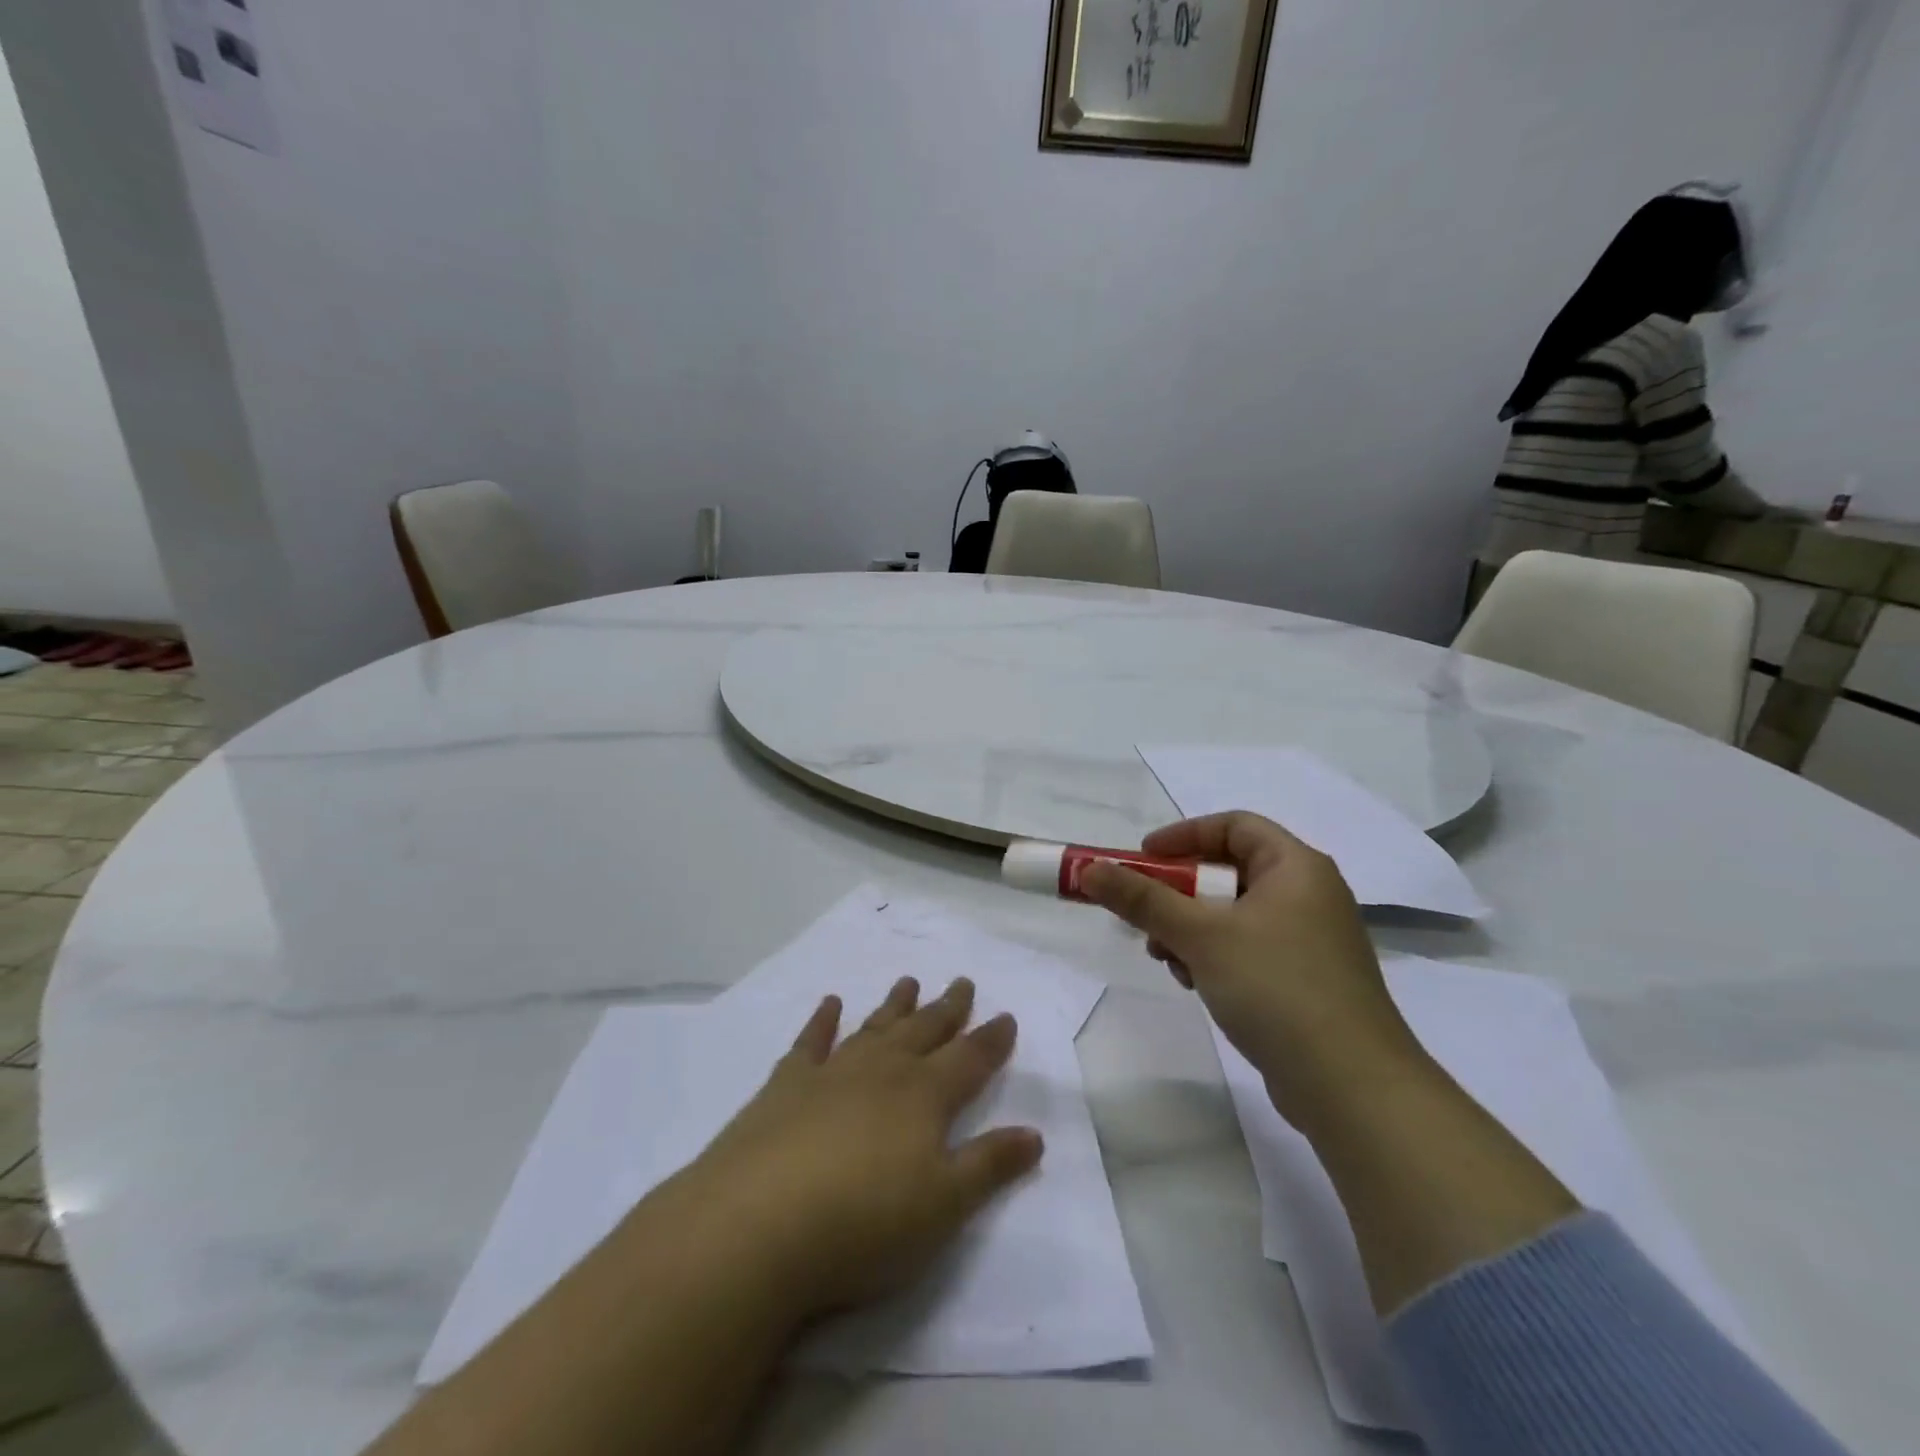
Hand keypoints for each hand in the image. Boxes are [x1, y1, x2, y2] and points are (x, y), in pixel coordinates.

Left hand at [675, 977, 1044, 1323]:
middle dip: (947, 1008)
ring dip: (894, 1005)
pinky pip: (810, 1042)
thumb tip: (1034, 1133)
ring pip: (874, 1028)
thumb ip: (989, 1165)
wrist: (758, 1224)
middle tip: (962, 982)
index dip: (991, 1040)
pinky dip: (822, 1020)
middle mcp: (882, 1071)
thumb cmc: (863, 1222)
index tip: (1006, 1016)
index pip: (969, 1059)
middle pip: (923, 1031)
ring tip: (909, 981)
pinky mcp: (785, 1086)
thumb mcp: (943, 1206)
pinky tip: (829, 1003)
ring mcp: (831, 1072)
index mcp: (924, 1096)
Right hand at [1081, 813, 1429, 1127]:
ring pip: (1234, 915)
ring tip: (1165, 958)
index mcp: (1296, 867)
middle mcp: (1309, 895)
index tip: (1141, 859)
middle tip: (1144, 915)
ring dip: (1191, 929)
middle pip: (1229, 871)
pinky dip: (1215, 956)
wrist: (1352, 1087)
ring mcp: (1310, 940)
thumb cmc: (1276, 988)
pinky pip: (1248, 949)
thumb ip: (1142, 899)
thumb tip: (1089, 869)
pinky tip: (1195, 983)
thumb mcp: (1200, 936)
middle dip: (1179, 892)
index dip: (1183, 836)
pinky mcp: (1306, 981)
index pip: (1233, 826)